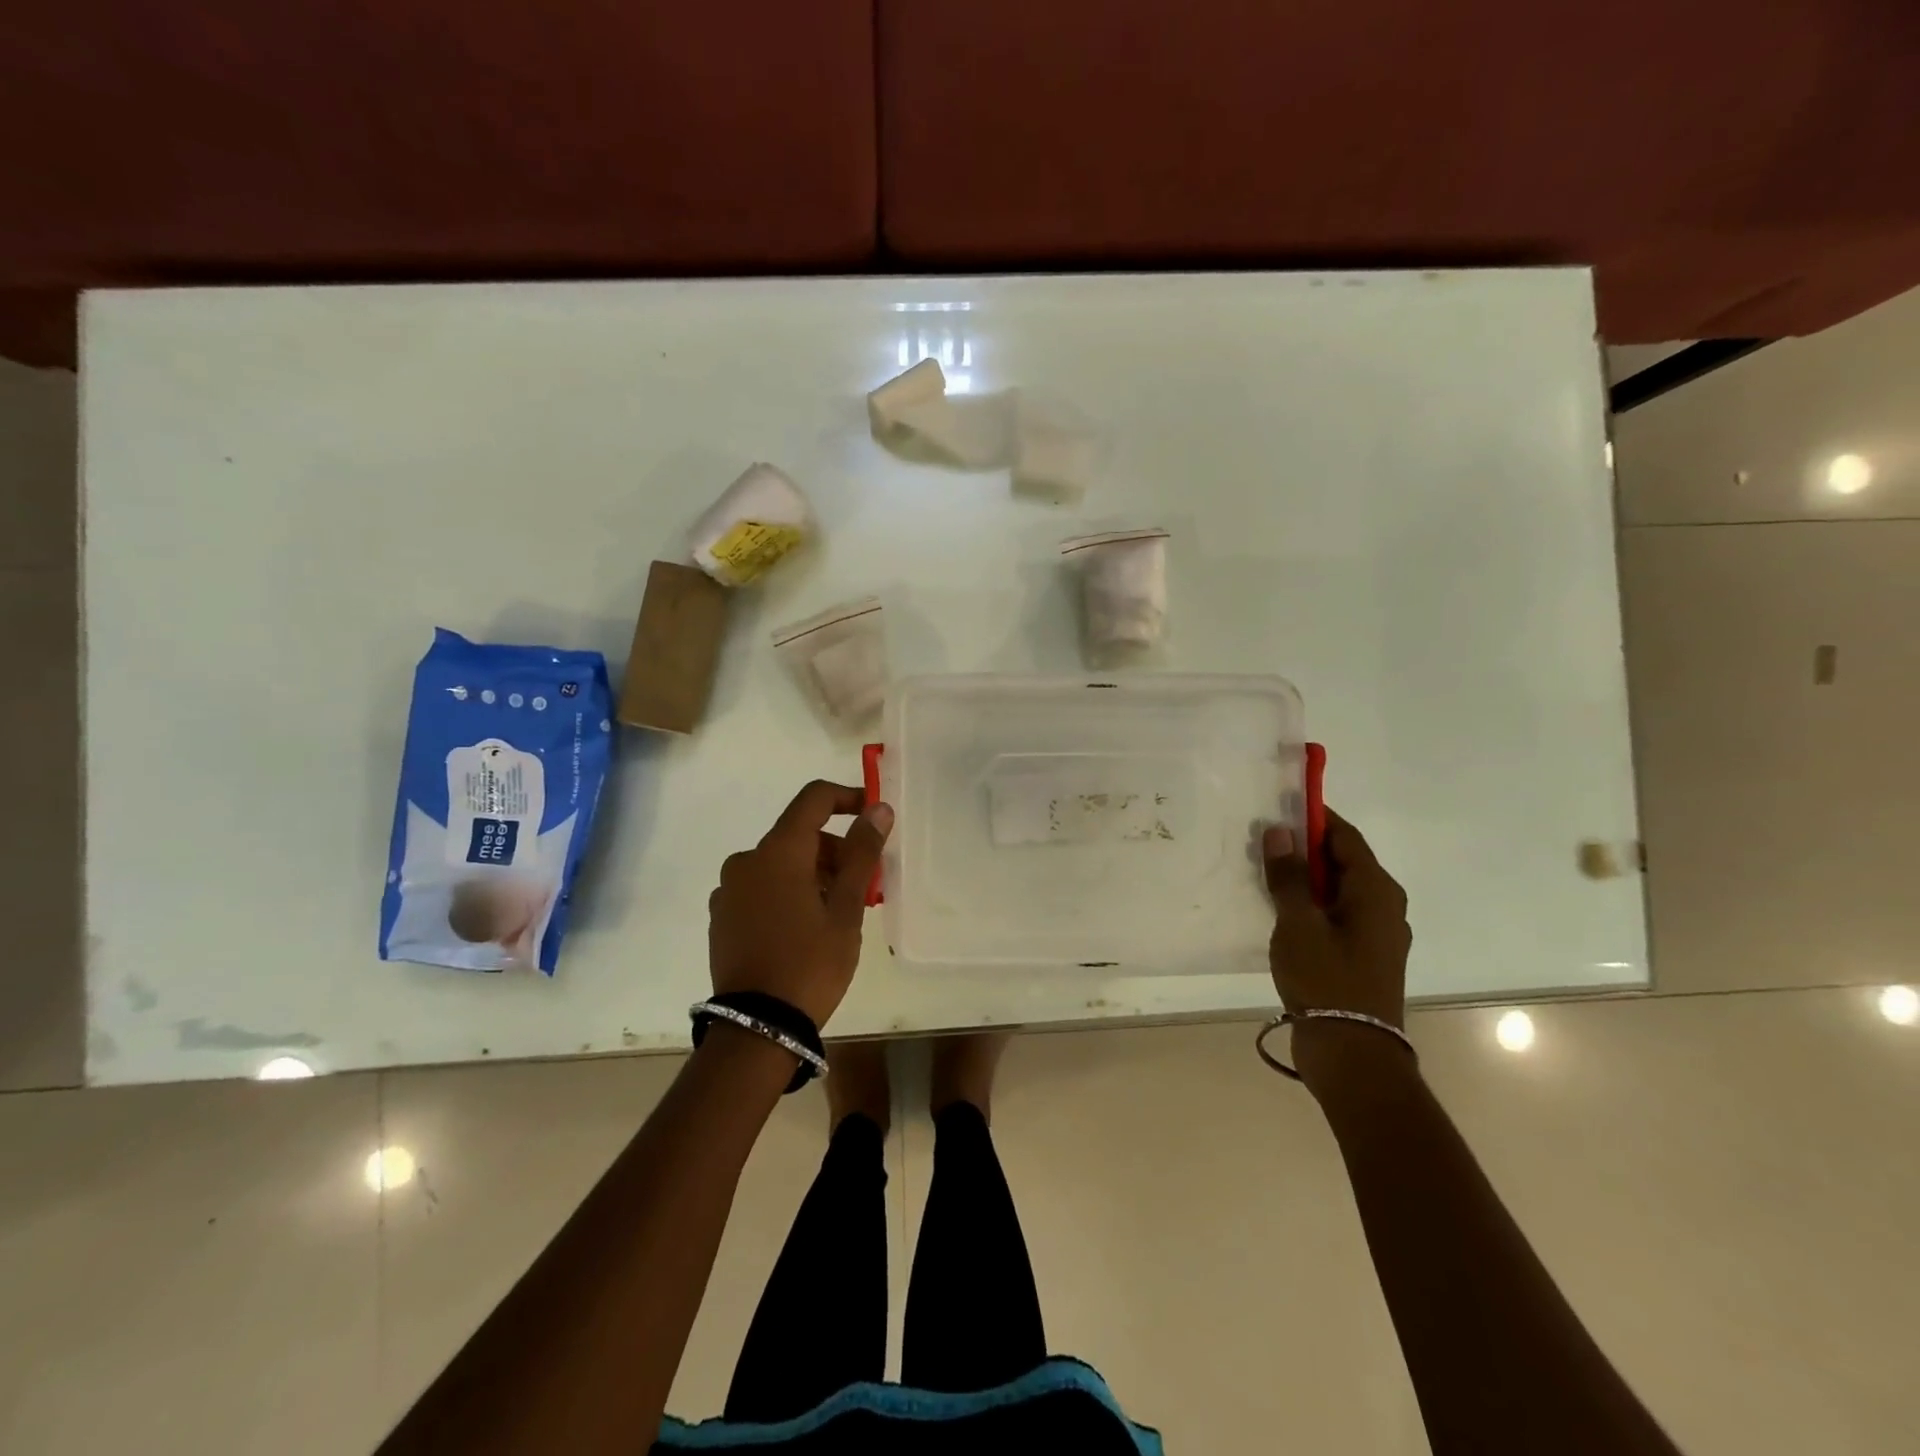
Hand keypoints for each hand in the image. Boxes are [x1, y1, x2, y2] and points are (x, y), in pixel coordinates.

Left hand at [708, 780, 893, 1027]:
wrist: (757, 1028)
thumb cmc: (811, 963)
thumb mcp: (846, 909)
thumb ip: (862, 853)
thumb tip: (878, 809)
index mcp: (777, 851)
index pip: (813, 798)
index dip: (847, 798)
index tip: (873, 817)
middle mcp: (746, 860)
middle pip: (798, 834)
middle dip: (835, 849)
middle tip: (865, 885)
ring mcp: (729, 890)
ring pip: (780, 863)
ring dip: (813, 873)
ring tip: (838, 912)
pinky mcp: (722, 916)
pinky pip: (761, 887)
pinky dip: (787, 891)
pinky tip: (805, 927)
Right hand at [1262, 808, 1411, 1091]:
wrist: (1352, 1052)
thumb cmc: (1326, 979)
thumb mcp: (1298, 923)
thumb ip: (1288, 875)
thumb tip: (1280, 831)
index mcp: (1376, 890)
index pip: (1345, 836)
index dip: (1314, 818)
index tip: (1279, 807)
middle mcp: (1383, 905)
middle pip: (1342, 861)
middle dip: (1304, 848)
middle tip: (1262, 842)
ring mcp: (1376, 932)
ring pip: (1337, 888)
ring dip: (1304, 878)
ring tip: (1265, 873)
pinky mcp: (1363, 954)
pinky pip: (1335, 913)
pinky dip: (1310, 903)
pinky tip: (1280, 910)